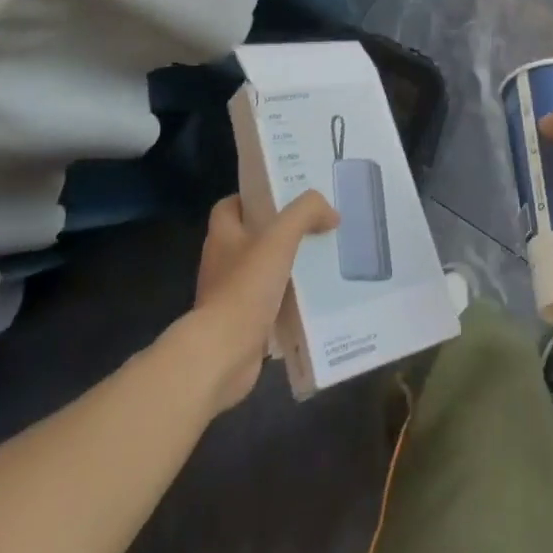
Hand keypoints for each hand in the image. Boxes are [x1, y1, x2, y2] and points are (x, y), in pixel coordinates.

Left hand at [191, 191, 338, 409]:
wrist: (223, 353)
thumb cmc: (245, 287)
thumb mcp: (280, 237)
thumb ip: (305, 213)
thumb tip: (330, 212)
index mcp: (223, 236)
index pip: (230, 206)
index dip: (253, 198)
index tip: (284, 198)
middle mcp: (222, 262)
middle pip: (250, 237)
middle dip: (279, 232)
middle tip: (313, 226)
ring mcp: (229, 295)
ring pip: (261, 271)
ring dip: (286, 266)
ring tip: (320, 260)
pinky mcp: (241, 324)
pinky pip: (268, 303)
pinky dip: (287, 300)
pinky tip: (313, 298)